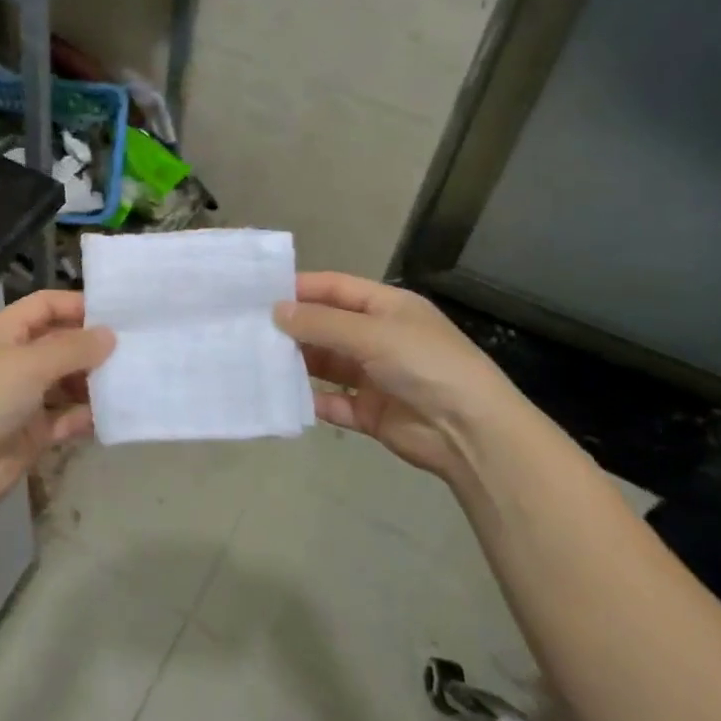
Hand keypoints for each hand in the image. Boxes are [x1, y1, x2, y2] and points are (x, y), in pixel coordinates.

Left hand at [0, 289, 115, 513]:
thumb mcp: (31, 364)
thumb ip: (74, 348)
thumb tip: (110, 335)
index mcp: (5, 333)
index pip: (45, 305)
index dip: (76, 305)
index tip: (118, 314)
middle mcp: (15, 360)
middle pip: (59, 344)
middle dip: (92, 347)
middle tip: (134, 351)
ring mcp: (23, 397)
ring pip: (66, 382)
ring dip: (92, 383)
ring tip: (129, 382)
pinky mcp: (32, 432)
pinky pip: (65, 418)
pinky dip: (85, 416)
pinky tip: (112, 415)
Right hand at [275, 272, 527, 477]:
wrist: (471, 432)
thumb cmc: (425, 365)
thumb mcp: (372, 333)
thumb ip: (321, 323)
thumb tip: (276, 311)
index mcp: (387, 308)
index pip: (336, 288)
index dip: (301, 288)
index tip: (260, 293)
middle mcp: (379, 337)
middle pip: (327, 326)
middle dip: (293, 327)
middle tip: (249, 329)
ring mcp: (374, 376)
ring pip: (326, 364)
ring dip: (298, 363)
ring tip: (257, 361)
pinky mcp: (370, 412)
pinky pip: (332, 401)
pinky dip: (311, 400)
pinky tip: (284, 396)